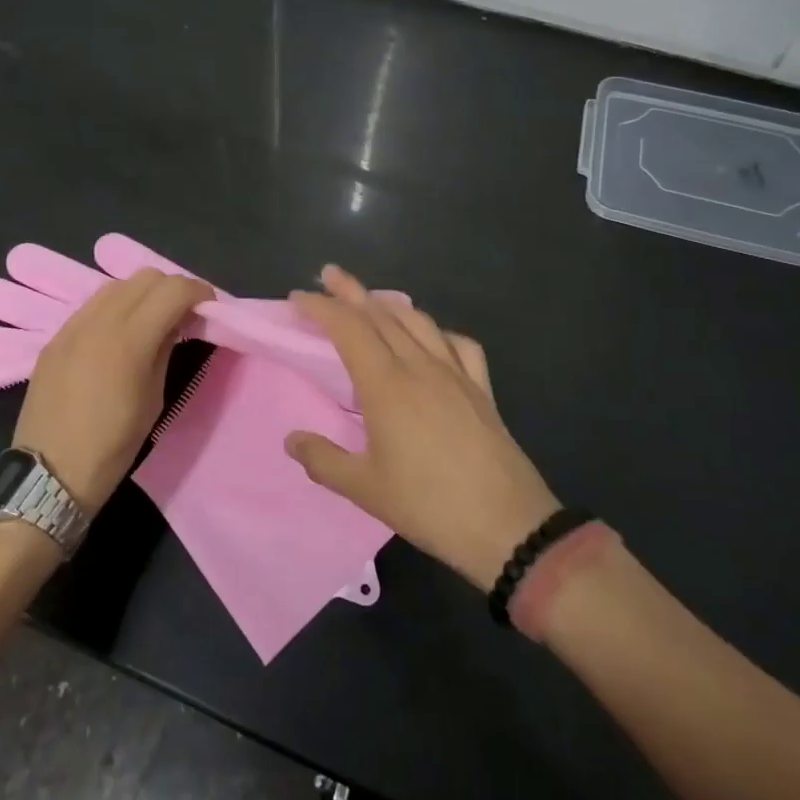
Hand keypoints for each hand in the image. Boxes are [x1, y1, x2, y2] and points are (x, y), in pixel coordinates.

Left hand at [12, 268, 210, 512]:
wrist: (49, 473)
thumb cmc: (113, 446)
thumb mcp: (154, 399)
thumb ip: (165, 350)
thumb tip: (176, 324)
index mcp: (129, 339)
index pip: (173, 290)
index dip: (199, 292)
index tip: (209, 308)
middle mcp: (99, 321)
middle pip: (146, 277)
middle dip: (173, 289)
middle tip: (184, 314)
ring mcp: (72, 326)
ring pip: (117, 284)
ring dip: (143, 293)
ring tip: (152, 320)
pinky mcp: (55, 337)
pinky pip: (92, 305)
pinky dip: (116, 307)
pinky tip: (120, 333)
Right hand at [285, 266, 558, 589]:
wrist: (507, 526)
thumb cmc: (429, 506)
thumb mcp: (365, 489)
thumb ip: (323, 460)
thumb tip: (291, 439)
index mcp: (387, 385)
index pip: (349, 329)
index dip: (322, 308)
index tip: (298, 297)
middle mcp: (420, 367)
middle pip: (381, 314)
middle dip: (351, 291)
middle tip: (328, 274)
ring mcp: (456, 374)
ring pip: (419, 322)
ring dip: (390, 304)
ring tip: (372, 300)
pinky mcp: (482, 389)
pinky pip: (459, 344)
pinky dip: (438, 331)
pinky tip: (432, 338)